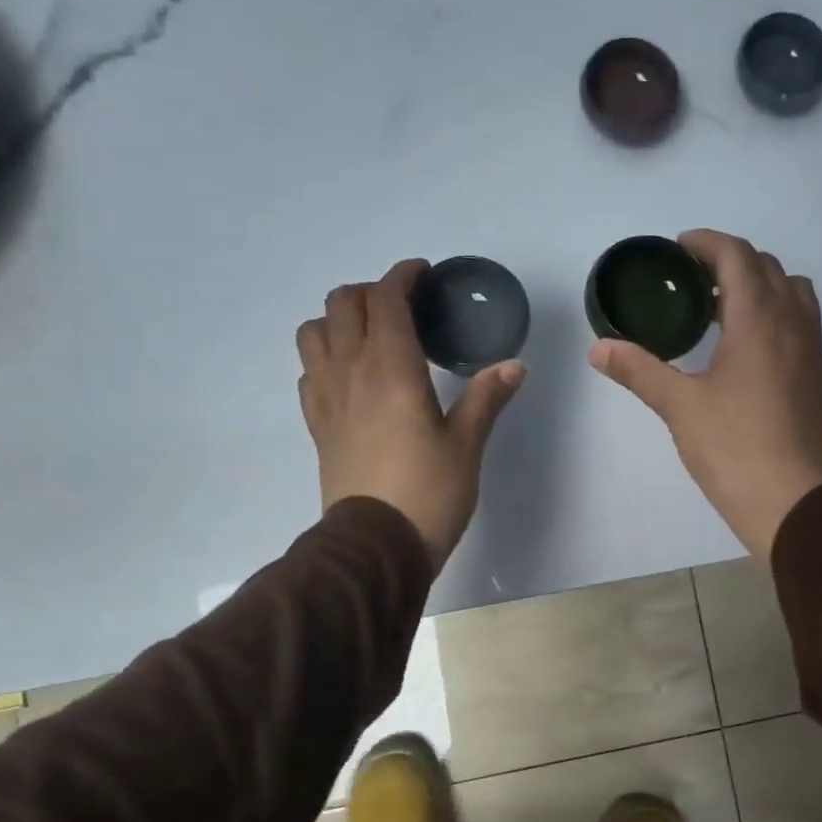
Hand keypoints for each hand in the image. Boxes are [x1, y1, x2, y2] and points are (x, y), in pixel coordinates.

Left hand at [299, 260, 524, 569]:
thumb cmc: (428, 492)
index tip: (423, 276)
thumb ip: (486, 398)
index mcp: (391, 368)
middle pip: (343, 303)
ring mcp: (326, 396)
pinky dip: (326, 357)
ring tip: (371, 337)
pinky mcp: (316, 423)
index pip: (386, 298)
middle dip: (372, 292)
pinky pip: (308, 370)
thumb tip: (513, 366)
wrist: (375, 545)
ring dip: (339, 320)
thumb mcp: (467, 445)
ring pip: (313, 331)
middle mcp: (350, 370)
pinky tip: (352, 377)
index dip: (403, 276)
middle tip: (404, 308)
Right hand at [588, 229, 821, 560]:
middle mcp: (793, 322)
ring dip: (757, 287)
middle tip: (691, 283)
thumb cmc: (733, 447)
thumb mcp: (679, 406)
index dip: (706, 244)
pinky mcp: (818, 377)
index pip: (737, 255)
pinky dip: (773, 315)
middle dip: (729, 263)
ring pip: (791, 293)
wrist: (793, 501)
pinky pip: (800, 323)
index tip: (677, 250)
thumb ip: (639, 370)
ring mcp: (812, 350)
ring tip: (720, 312)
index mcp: (759, 318)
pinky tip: (745, 351)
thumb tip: (597, 348)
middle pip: (767, 267)